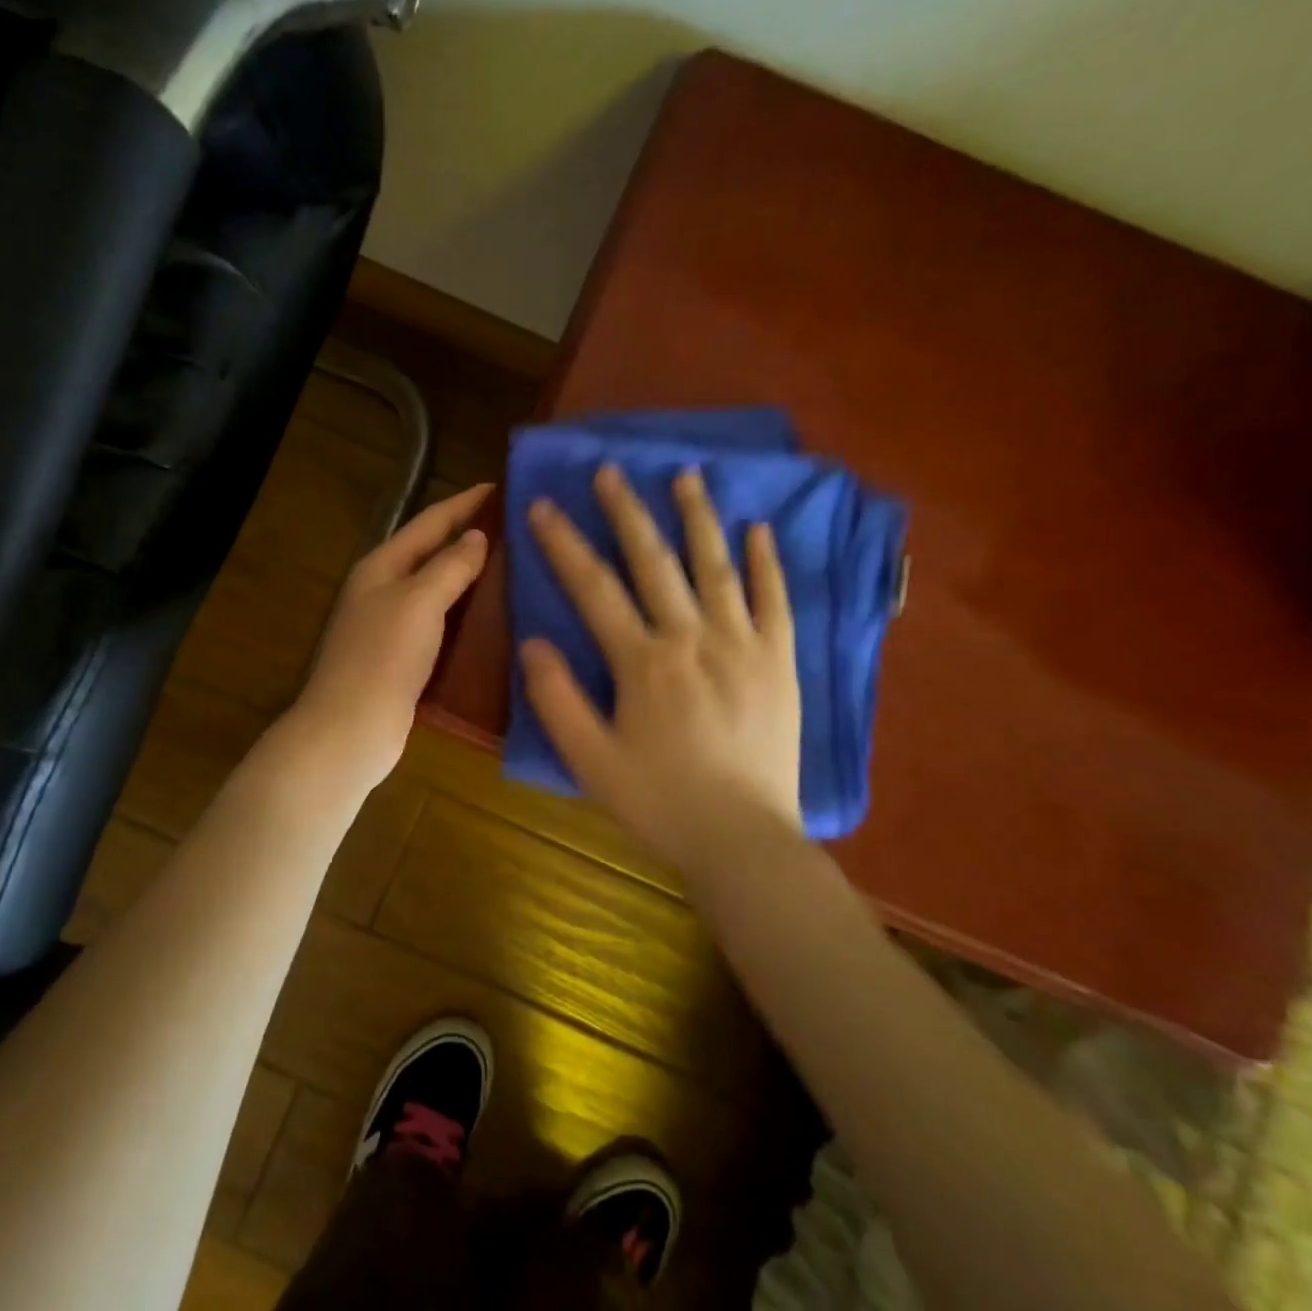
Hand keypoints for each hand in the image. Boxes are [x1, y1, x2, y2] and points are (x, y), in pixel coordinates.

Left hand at [290, 483, 493, 792]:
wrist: (350, 731)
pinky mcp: (405, 659)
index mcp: (382, 566)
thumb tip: (476, 537)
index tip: (500, 487)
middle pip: (433, 554)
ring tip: (517, 568)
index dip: (464, 503)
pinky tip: (497, 619)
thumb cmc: (382, 658)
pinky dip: (467, 615)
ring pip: (439, 590)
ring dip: (472, 578)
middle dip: (471, 538)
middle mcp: (385, 590)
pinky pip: (442, 624)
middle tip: (518, 529)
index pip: (429, 522)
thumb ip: (449, 566)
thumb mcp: (418, 602)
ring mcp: (393, 626)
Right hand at [520, 464, 803, 876]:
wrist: (744, 840)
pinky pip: (774, 600)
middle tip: (610, 469)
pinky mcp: (779, 661)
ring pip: (716, 566)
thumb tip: (532, 641)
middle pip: (653, 561)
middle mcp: (692, 637)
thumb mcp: (590, 760)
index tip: (541, 505)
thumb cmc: (660, 802)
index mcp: (643, 661)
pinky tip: (758, 528)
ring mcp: (742, 644)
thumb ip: (557, 699)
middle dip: (626, 511)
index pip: (593, 587)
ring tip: (686, 474)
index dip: (563, 543)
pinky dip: (766, 562)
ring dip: (698, 517)